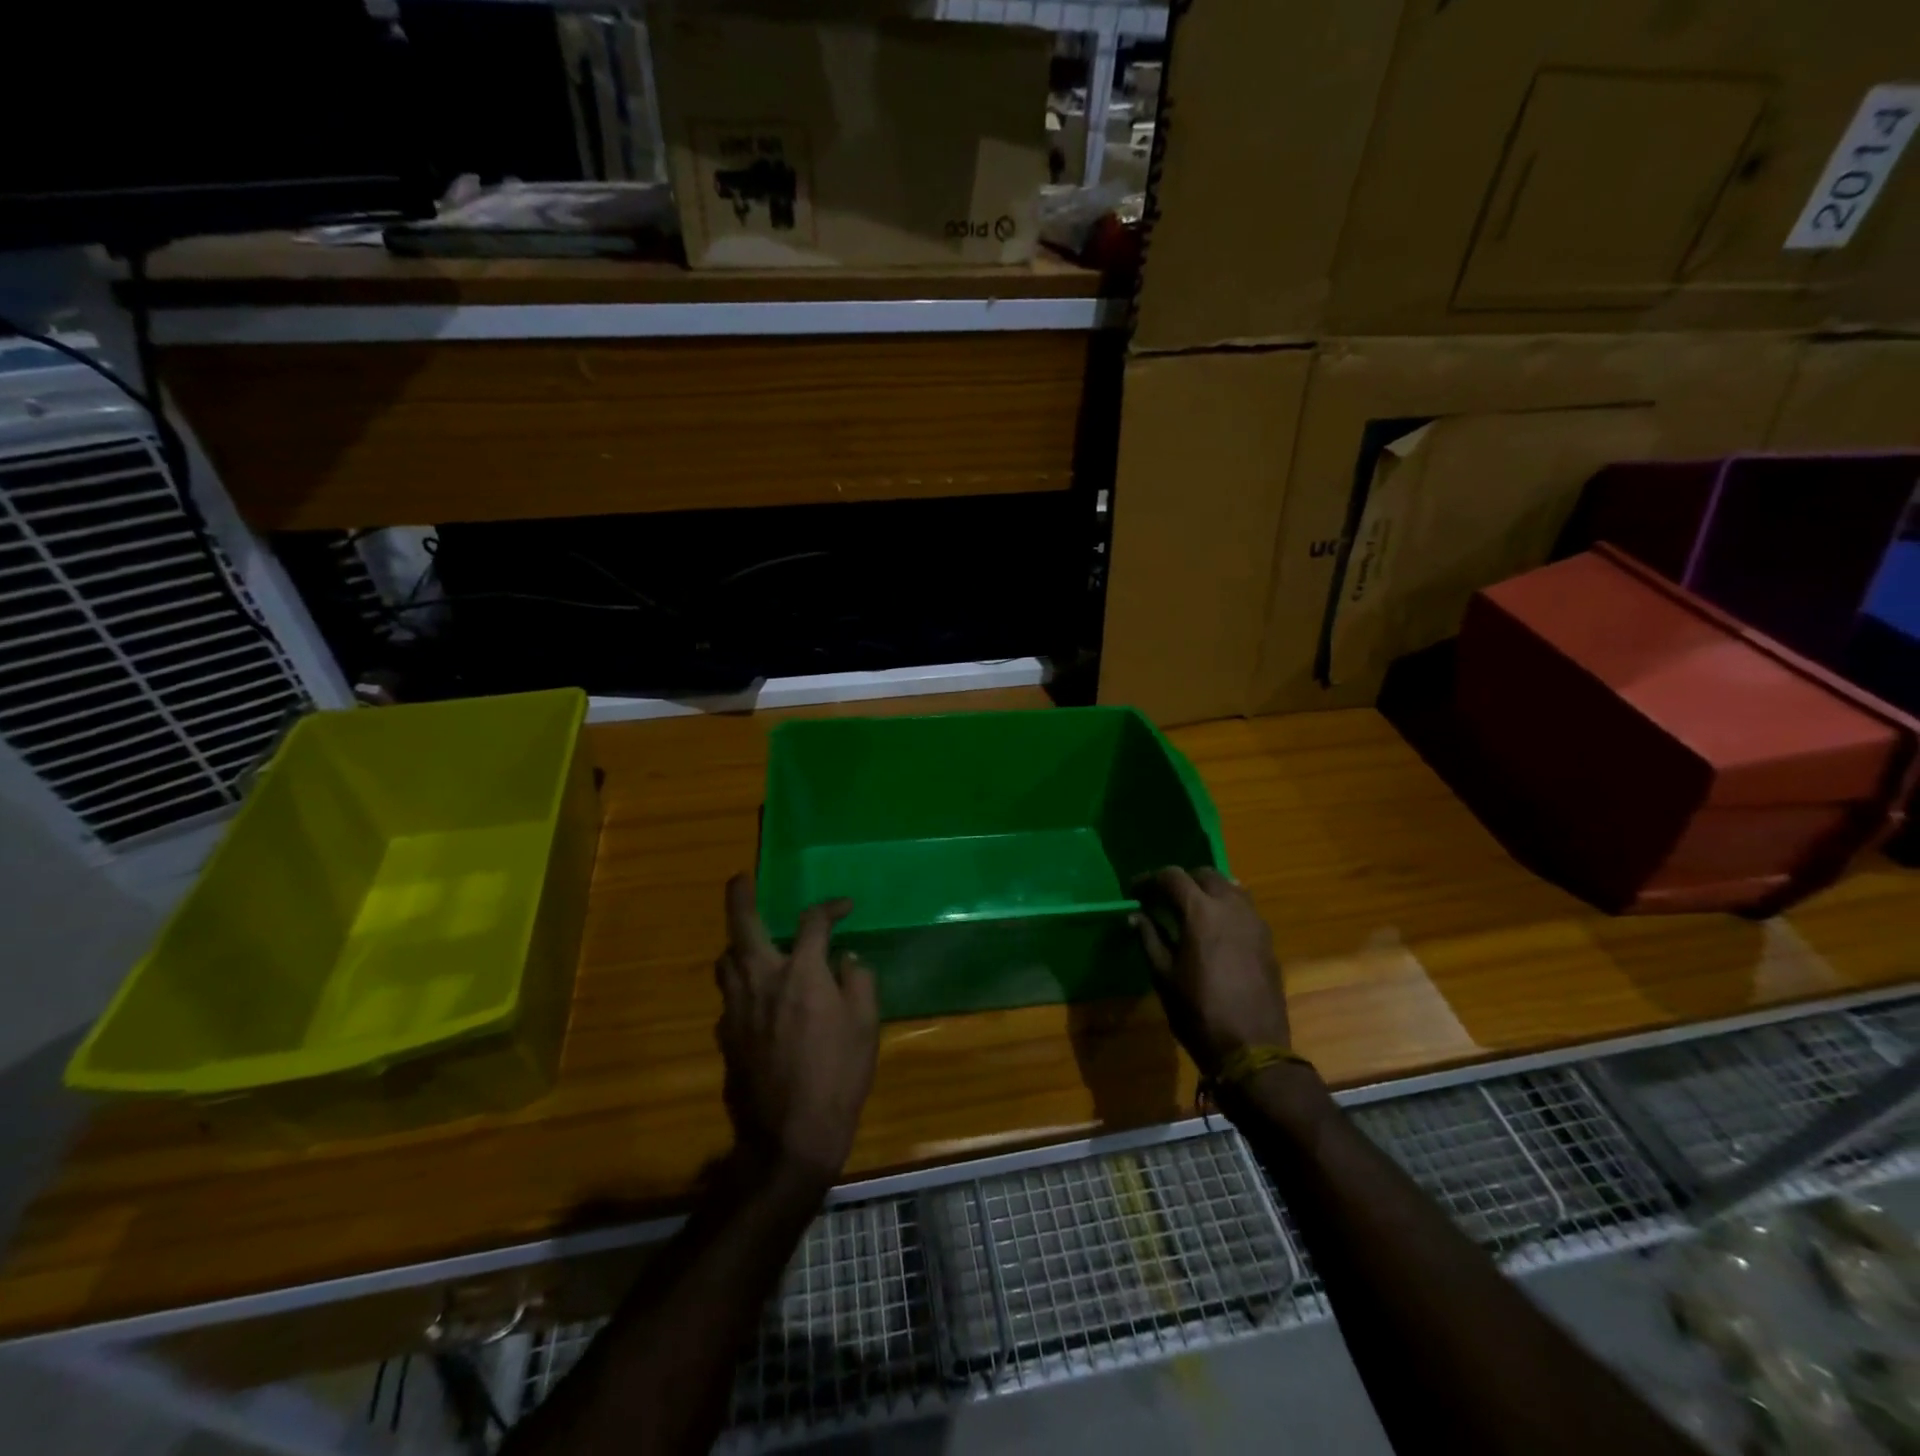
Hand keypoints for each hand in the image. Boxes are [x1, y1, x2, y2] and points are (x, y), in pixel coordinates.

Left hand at [715, 873, 878, 1182]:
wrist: (790, 1137)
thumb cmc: (837, 1077)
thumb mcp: (865, 1027)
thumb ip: (858, 983)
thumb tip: (846, 960)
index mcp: (801, 974)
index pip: (813, 922)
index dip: (830, 907)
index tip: (845, 907)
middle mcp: (762, 981)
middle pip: (742, 925)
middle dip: (740, 896)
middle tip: (741, 878)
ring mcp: (736, 1009)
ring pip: (725, 961)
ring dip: (736, 944)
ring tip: (751, 943)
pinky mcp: (724, 1036)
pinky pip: (728, 997)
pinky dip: (741, 986)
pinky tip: (757, 1001)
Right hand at [1131, 866, 1287, 1074]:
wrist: (1253, 1049)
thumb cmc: (1198, 1012)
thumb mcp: (1163, 976)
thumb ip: (1149, 938)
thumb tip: (1135, 915)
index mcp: (1200, 912)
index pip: (1172, 876)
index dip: (1150, 879)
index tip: (1135, 891)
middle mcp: (1231, 907)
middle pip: (1205, 875)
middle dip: (1181, 881)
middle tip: (1162, 898)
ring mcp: (1255, 922)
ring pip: (1230, 887)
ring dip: (1207, 890)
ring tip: (1190, 909)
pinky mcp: (1268, 940)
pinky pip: (1245, 908)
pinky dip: (1226, 906)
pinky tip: (1215, 927)